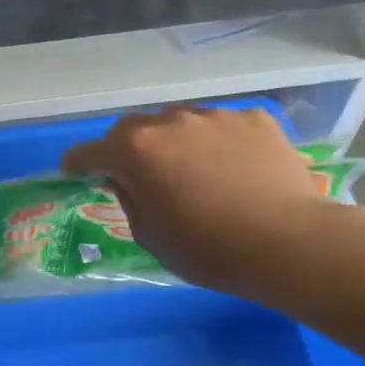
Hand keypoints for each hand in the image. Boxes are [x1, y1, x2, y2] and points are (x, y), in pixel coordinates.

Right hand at [62, 106, 334, 305]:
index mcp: (136, 151)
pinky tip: (232, 170)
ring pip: (179, 124)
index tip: (74, 173)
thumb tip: (129, 181)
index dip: (77, 164)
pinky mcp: (255, 119)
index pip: (90, 152)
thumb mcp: (148, 235)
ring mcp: (216, 116)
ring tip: (191, 172)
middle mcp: (171, 122)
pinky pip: (221, 127)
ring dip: (173, 143)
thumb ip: (130, 198)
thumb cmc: (207, 249)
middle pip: (133, 129)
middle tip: (136, 175)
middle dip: (126, 149)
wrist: (290, 242)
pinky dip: (215, 144)